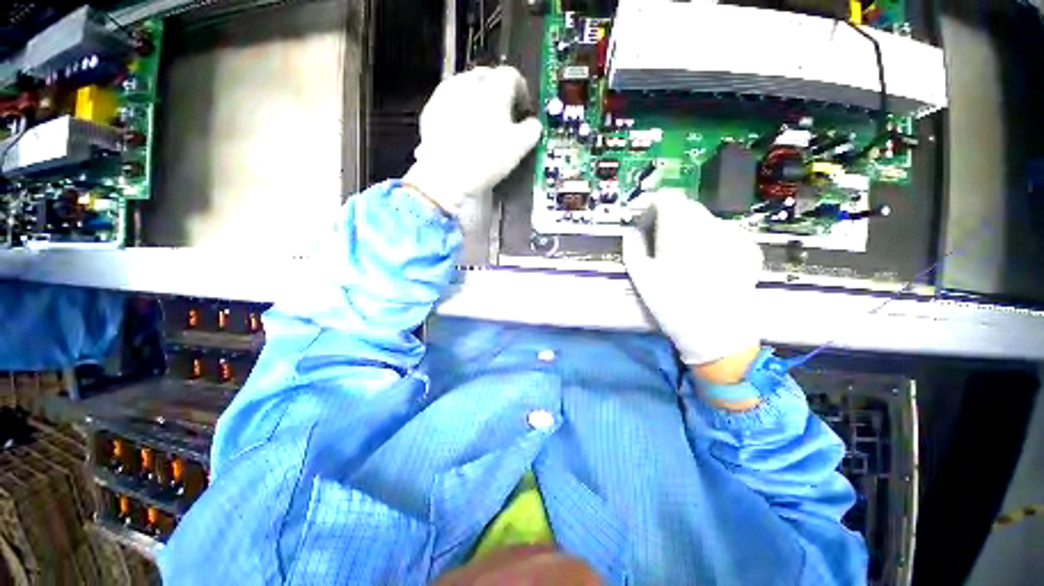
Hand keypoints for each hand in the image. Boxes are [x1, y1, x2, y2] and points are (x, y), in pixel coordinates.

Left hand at [403, 66, 542, 214]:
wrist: (445, 175)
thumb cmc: (487, 159)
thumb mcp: (519, 148)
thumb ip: (532, 130)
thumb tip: (533, 124)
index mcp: (495, 87)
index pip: (513, 76)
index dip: (522, 92)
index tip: (523, 111)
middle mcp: (469, 81)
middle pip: (489, 77)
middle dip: (498, 92)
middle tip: (503, 116)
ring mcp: (446, 93)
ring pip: (467, 87)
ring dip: (477, 99)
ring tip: (481, 123)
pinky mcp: (431, 108)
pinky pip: (450, 101)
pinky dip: (459, 110)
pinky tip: (461, 131)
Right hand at [623, 191, 763, 370]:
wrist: (716, 333)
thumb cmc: (671, 305)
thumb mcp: (641, 276)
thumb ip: (632, 246)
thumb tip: (631, 230)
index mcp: (680, 230)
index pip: (667, 197)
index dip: (652, 205)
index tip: (643, 221)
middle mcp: (709, 225)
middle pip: (687, 206)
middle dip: (670, 216)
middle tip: (660, 239)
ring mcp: (733, 235)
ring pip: (706, 219)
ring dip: (690, 227)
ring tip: (684, 253)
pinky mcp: (748, 248)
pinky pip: (724, 232)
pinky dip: (711, 238)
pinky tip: (707, 260)